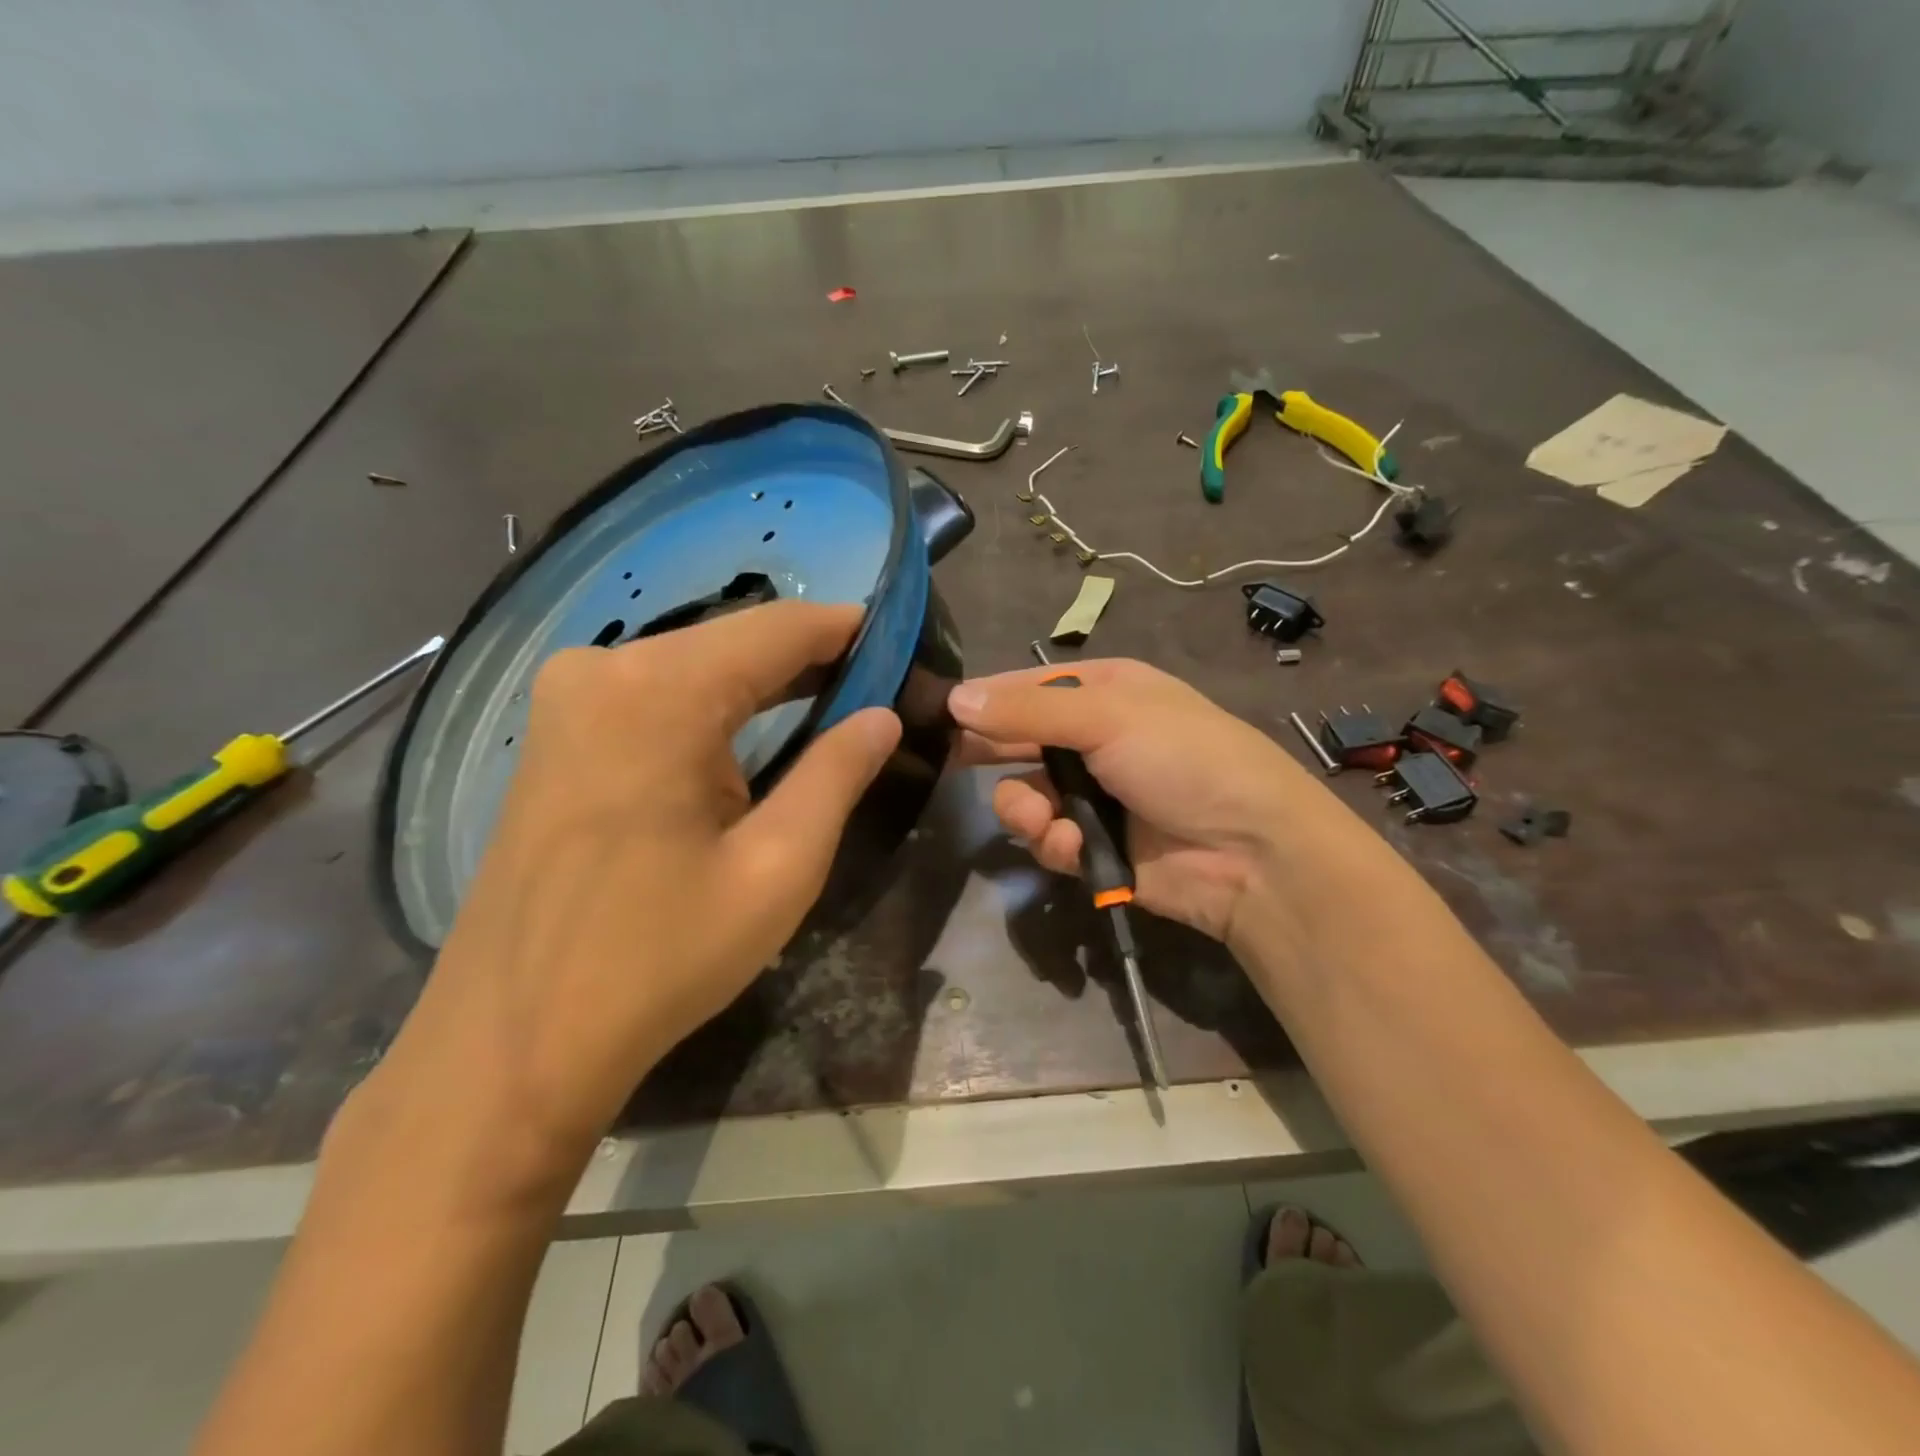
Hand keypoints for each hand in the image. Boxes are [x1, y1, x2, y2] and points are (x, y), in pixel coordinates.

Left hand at [380, 602, 900, 1159]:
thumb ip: (837, 775)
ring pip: (694, 663)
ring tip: (834, 704)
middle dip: (809, 658)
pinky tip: (752, 731)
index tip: (903, 644)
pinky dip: (713, 703)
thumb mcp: (778, 868)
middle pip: (733, 640)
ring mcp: (567, 697)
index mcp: (660, 691)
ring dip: (763, 682)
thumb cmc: (659, 958)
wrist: (513, 1041)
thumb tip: (884, 716)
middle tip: (879, 686)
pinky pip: (654, 693)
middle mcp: (603, 668)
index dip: (848, 629)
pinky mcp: (554, 732)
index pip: (779, 629)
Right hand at [950, 659, 1384, 954]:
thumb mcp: (1108, 717)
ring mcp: (1093, 795)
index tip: (939, 713)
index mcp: (1104, 692)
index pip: (1027, 687)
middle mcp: (1094, 739)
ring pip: (1024, 796)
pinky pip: (1048, 839)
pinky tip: (1071, 846)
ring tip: (1043, 820)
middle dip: (993, 755)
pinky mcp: (1093, 845)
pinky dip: (1053, 843)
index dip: (985, 699)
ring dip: (1023, 810)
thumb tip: (954, 697)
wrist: (1250, 852)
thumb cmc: (1184, 759)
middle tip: (950, 764)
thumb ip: (1027, 712)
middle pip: (1018, 742)